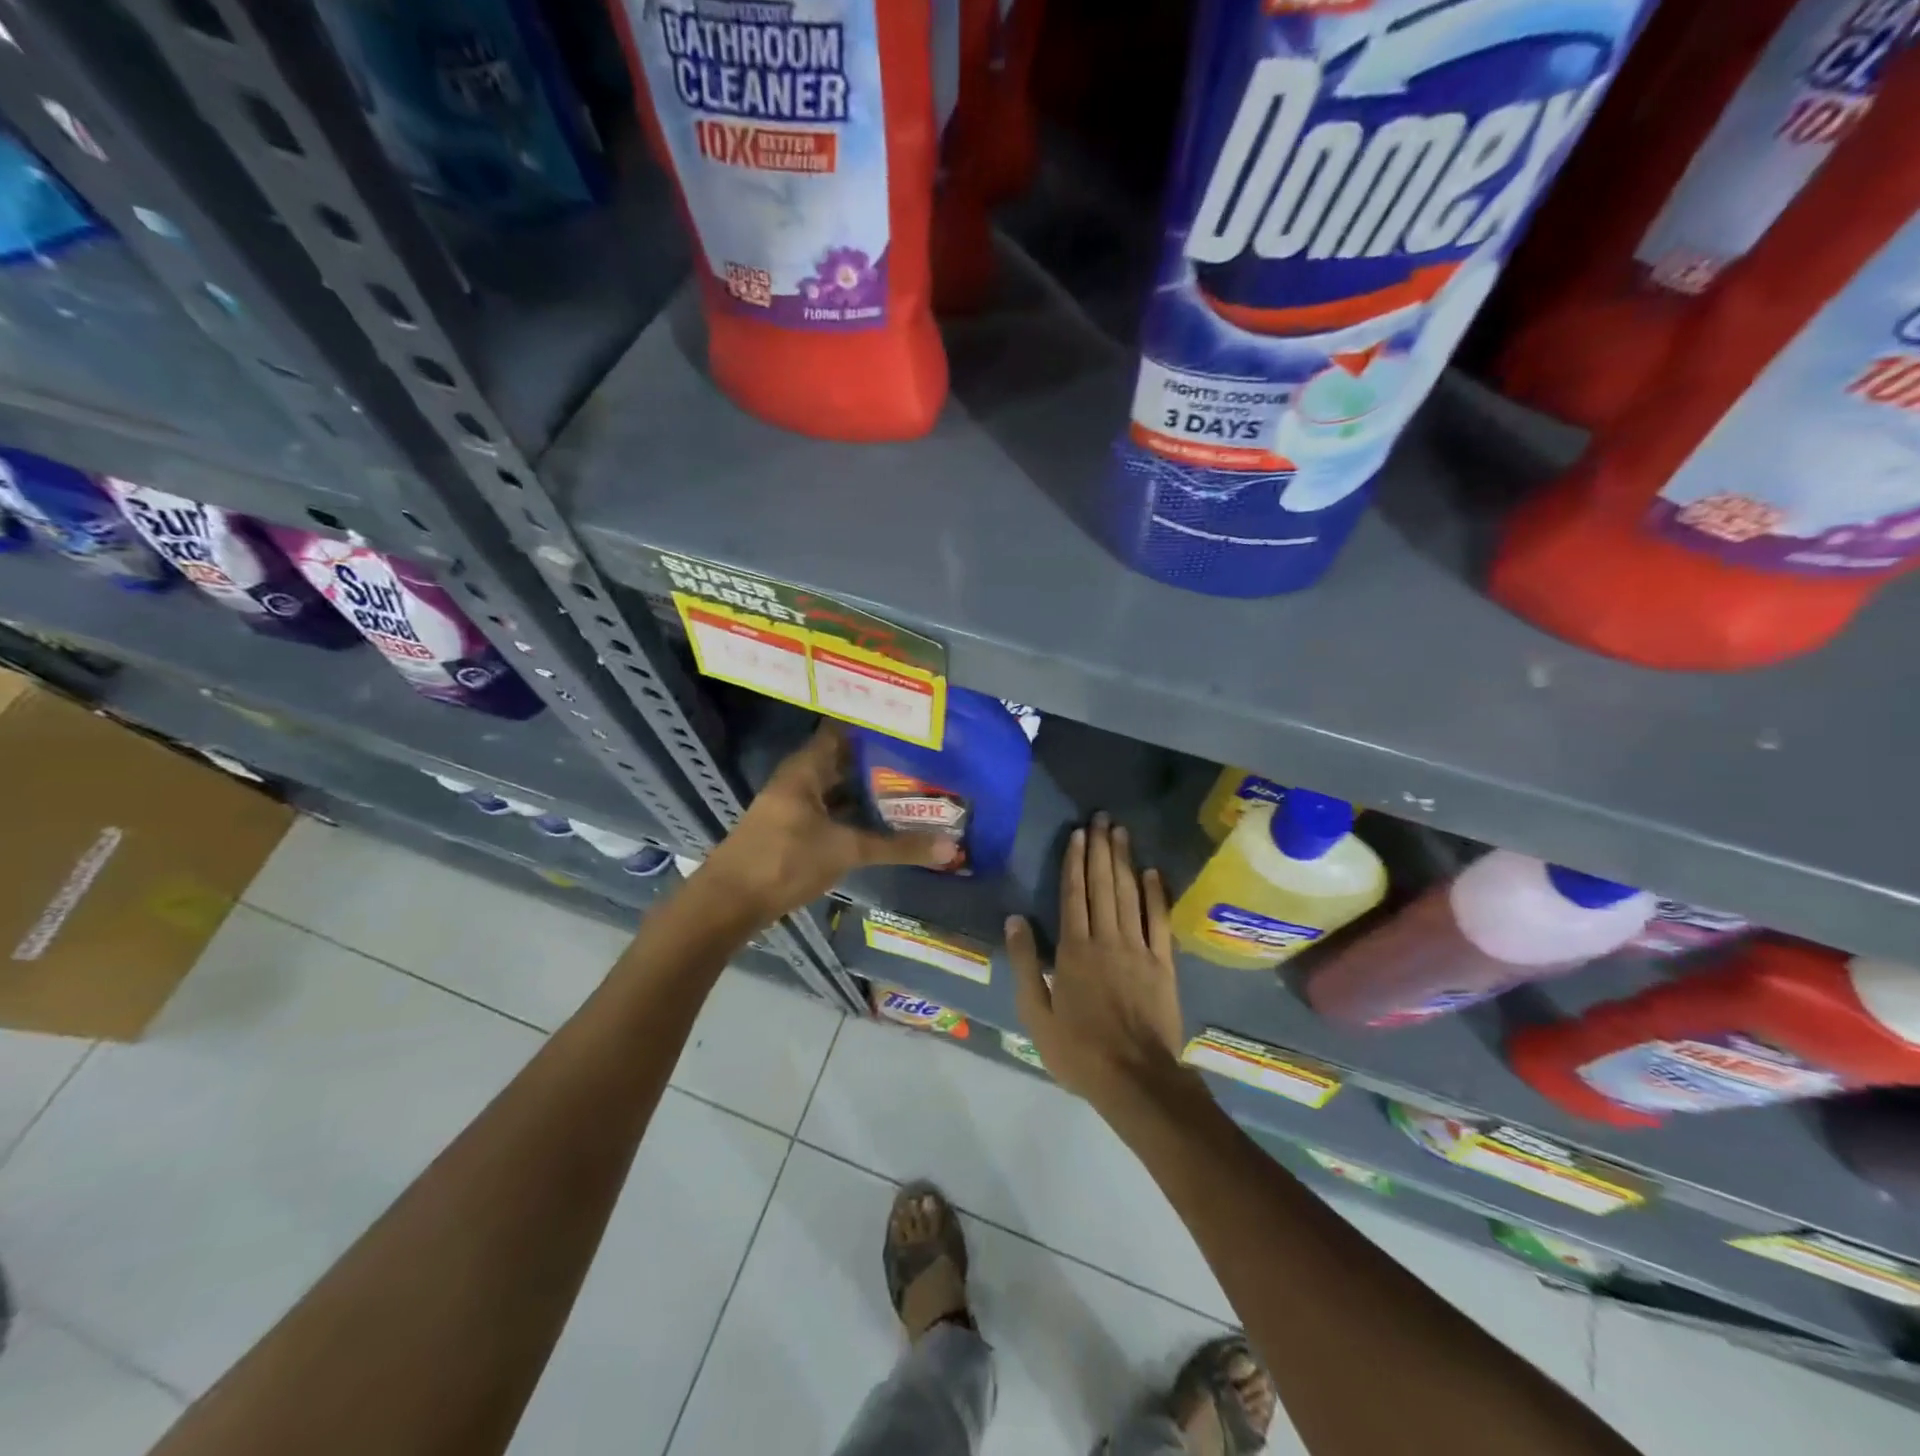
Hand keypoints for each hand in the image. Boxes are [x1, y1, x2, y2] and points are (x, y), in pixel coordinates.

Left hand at [698, 723, 956, 922]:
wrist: (729, 904)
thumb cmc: (784, 861)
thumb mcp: (846, 850)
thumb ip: (898, 847)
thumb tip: (950, 847)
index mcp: (806, 768)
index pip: (843, 730)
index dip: (874, 725)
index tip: (911, 725)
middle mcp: (799, 779)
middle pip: (844, 759)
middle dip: (880, 759)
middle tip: (924, 757)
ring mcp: (794, 804)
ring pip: (838, 787)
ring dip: (869, 788)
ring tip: (914, 784)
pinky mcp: (794, 829)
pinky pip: (832, 809)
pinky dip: (856, 811)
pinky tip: (884, 818)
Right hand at [1005, 814, 1187, 1110]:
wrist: (1136, 1079)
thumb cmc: (1079, 1051)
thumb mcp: (1036, 1014)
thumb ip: (1027, 964)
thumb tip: (1015, 919)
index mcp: (1074, 950)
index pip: (1074, 895)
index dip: (1075, 861)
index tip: (1079, 833)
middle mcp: (1107, 939)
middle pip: (1103, 885)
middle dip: (1101, 849)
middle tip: (1102, 818)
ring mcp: (1138, 949)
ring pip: (1130, 894)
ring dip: (1125, 861)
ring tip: (1121, 832)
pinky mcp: (1163, 964)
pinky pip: (1159, 921)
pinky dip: (1156, 894)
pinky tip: (1153, 872)